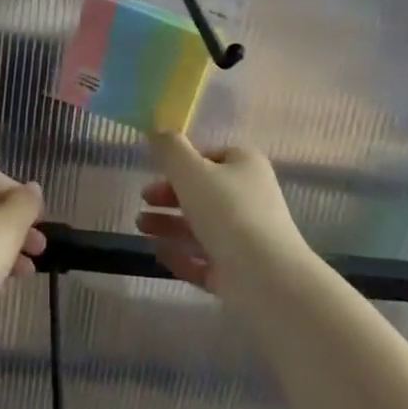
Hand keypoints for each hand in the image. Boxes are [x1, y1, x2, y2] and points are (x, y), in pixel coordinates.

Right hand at [136, 133, 306, 294]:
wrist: (266, 277)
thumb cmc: (228, 212)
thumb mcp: (191, 170)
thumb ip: (170, 149)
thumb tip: (157, 131)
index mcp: (246, 167)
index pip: (212, 156)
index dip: (182, 161)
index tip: (157, 169)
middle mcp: (250, 199)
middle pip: (203, 192)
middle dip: (169, 196)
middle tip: (144, 200)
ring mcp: (246, 238)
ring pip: (201, 227)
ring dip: (168, 224)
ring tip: (141, 226)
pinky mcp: (239, 272)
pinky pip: (204, 259)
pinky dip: (181, 256)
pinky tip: (158, 253)